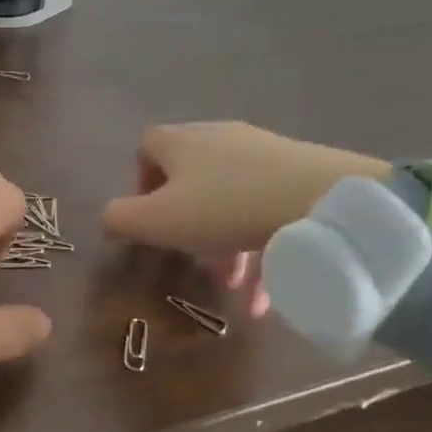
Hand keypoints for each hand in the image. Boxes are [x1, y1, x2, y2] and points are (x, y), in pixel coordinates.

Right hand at [100, 122, 386, 315]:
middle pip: (190, 178)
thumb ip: (121, 219)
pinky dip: (259, 247)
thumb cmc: (224, 208)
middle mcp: (218, 137)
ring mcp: (263, 152)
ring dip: (224, 243)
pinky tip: (264, 294)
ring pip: (230, 199)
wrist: (322, 200)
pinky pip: (266, 209)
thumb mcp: (158, 221)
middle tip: (190, 258)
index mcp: (180, 141)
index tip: (150, 220)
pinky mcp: (299, 171)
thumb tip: (109, 219)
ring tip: (231, 284)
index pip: (146, 148)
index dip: (141, 184)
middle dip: (187, 223)